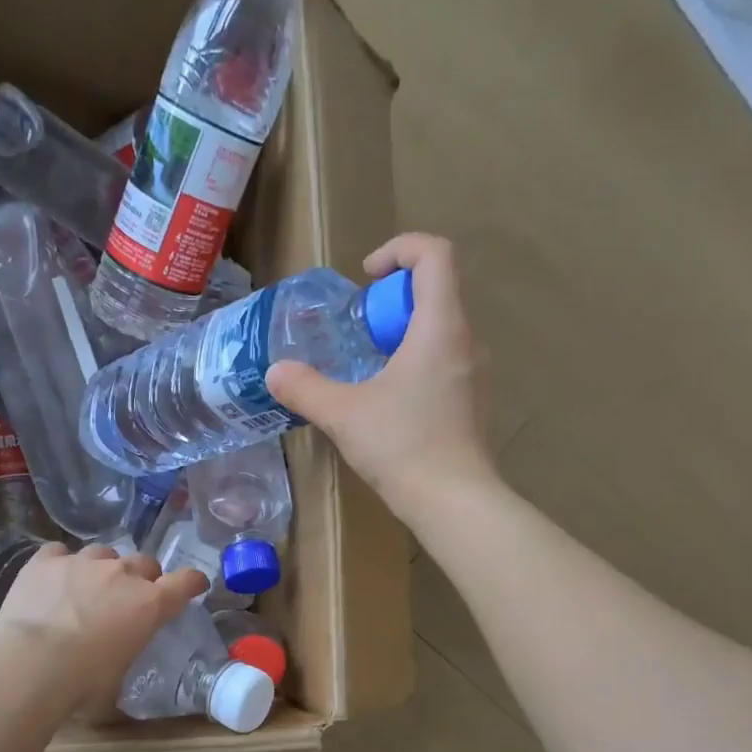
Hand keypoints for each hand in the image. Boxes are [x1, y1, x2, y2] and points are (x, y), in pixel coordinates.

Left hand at [0, 544, 206, 708]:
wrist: (32, 663)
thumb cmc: (83, 682)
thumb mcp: (120, 675)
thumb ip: (128, 651)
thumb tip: (118, 654)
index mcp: (150, 604)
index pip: (185, 582)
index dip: (191, 582)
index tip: (193, 585)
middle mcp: (122, 574)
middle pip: (145, 562)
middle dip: (142, 577)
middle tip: (128, 598)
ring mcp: (84, 561)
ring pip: (103, 553)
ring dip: (102, 568)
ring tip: (86, 588)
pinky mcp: (47, 560)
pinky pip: (60, 553)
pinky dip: (61, 564)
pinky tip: (52, 580)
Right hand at [265, 233, 500, 521]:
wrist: (455, 502)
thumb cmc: (402, 446)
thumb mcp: (343, 414)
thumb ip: (305, 388)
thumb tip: (275, 373)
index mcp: (441, 327)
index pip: (435, 254)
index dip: (399, 249)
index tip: (366, 279)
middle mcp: (467, 340)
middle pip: (437, 290)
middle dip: (393, 300)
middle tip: (360, 332)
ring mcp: (476, 372)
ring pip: (441, 328)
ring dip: (403, 333)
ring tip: (370, 368)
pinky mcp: (473, 401)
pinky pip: (446, 360)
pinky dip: (417, 361)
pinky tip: (391, 402)